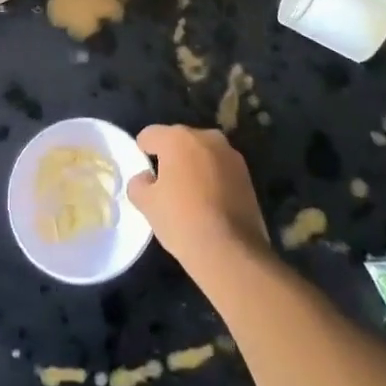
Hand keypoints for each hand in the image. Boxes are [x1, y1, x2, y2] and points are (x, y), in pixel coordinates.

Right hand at [127, 125, 270, 271]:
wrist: (231, 250)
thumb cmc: (182, 221)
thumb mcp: (147, 205)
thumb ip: (138, 184)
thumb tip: (146, 178)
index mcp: (177, 138)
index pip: (150, 135)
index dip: (143, 151)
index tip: (145, 173)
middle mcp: (206, 137)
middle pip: (179, 140)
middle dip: (171, 157)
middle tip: (166, 185)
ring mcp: (230, 154)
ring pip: (203, 153)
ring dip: (195, 166)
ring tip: (190, 195)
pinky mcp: (247, 174)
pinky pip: (221, 169)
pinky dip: (213, 178)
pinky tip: (210, 204)